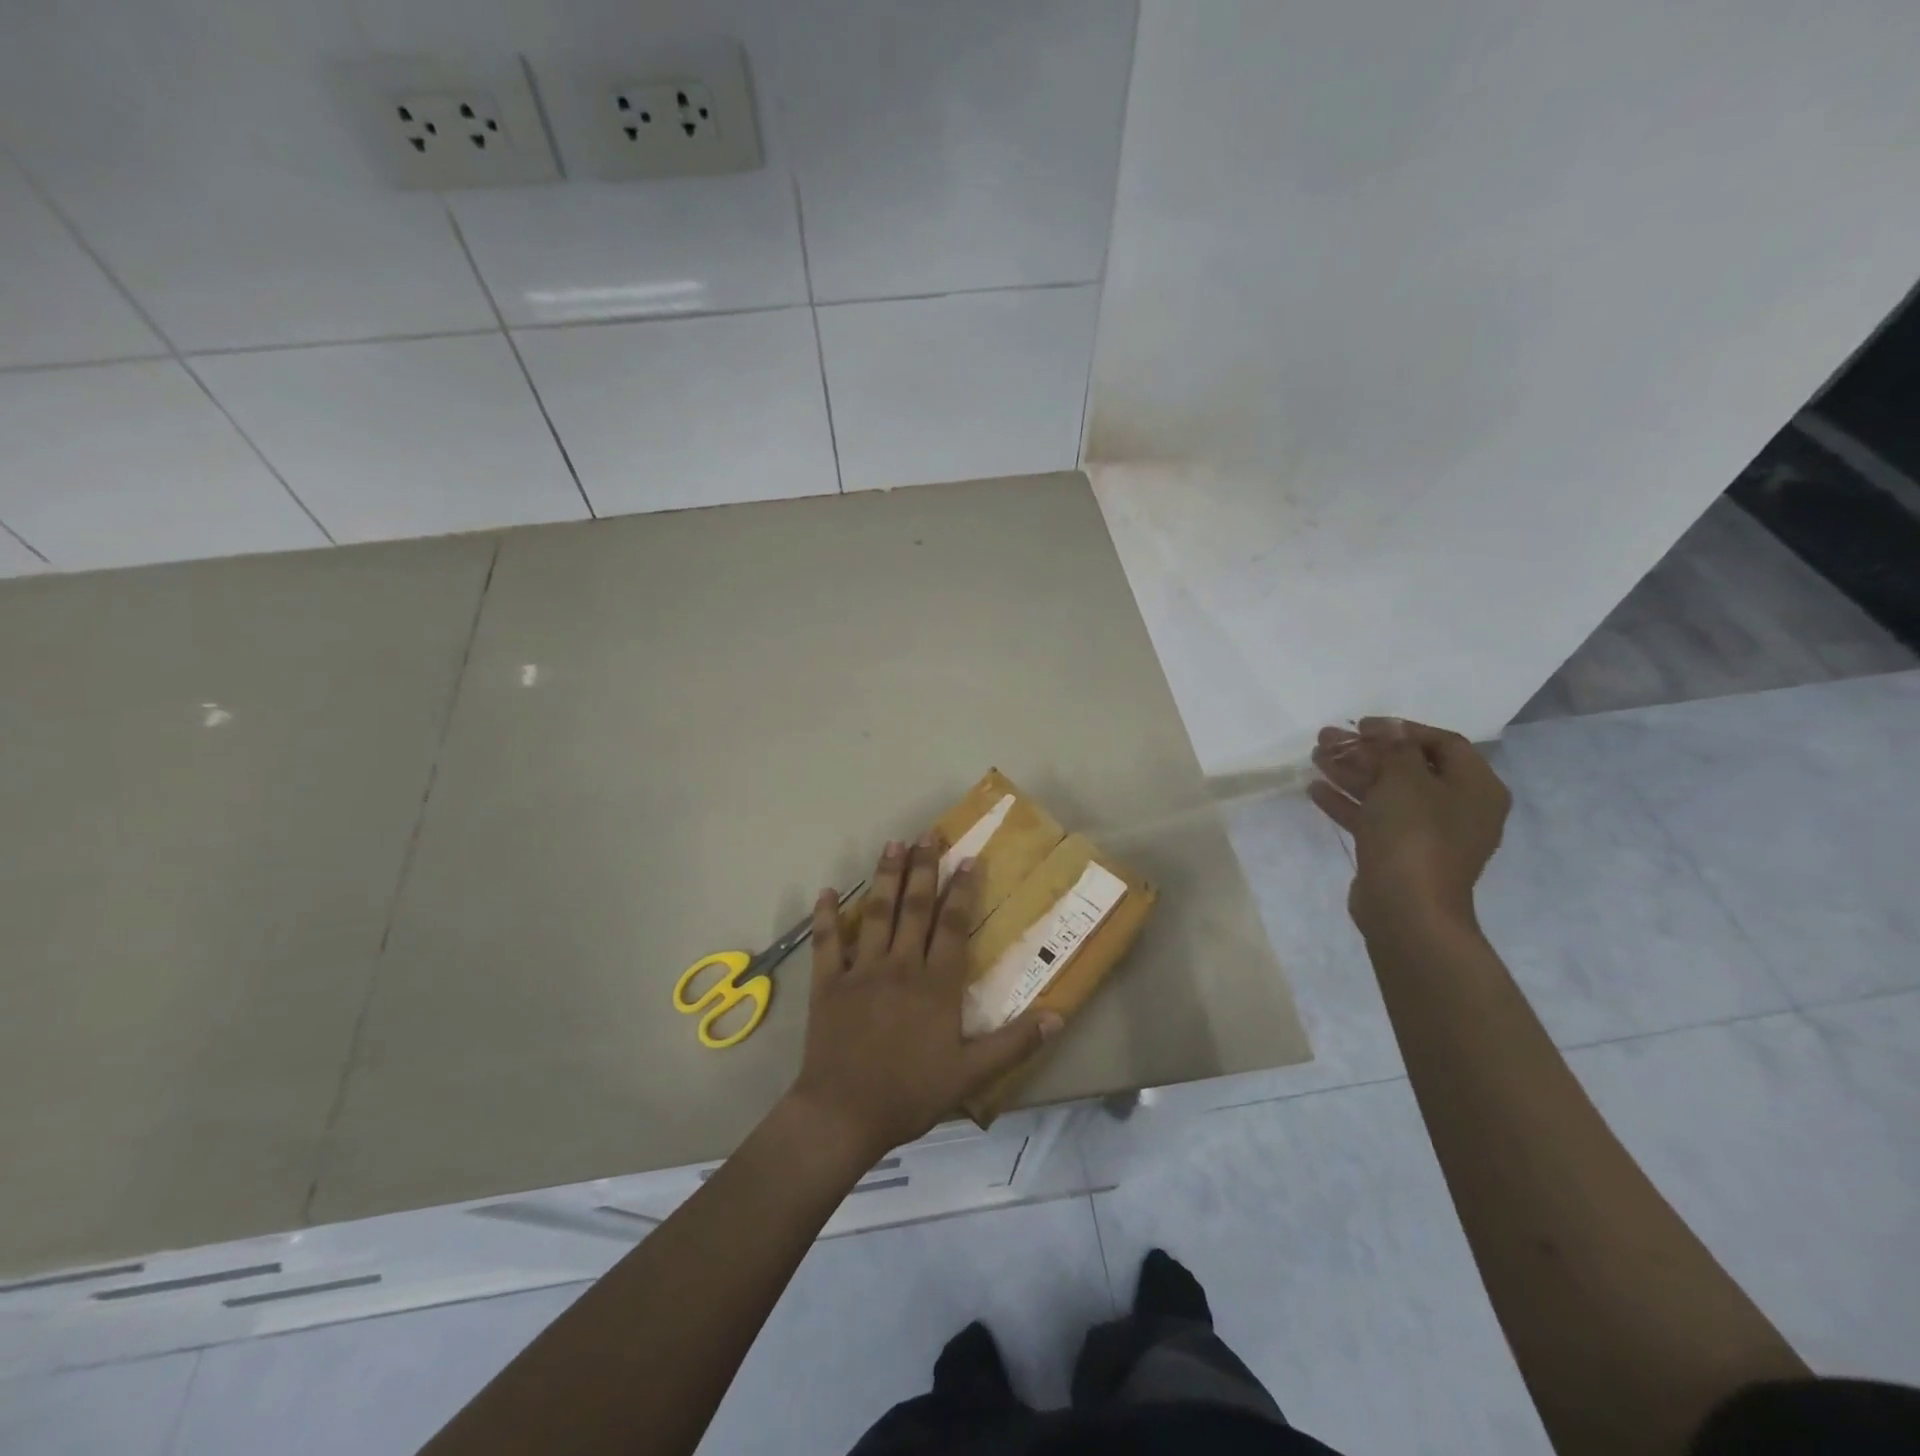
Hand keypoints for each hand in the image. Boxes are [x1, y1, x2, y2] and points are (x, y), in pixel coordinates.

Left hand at [786, 834, 1062, 1163]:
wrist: (843, 1114)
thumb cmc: (910, 1093)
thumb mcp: (971, 1074)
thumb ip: (1015, 1042)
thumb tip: (1058, 1015)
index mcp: (935, 984)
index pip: (952, 925)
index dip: (962, 890)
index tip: (968, 859)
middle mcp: (900, 965)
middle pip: (914, 907)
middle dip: (923, 868)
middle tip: (928, 834)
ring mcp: (861, 970)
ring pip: (875, 913)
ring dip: (885, 877)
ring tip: (893, 844)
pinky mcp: (828, 983)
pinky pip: (826, 942)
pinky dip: (825, 916)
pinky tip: (826, 891)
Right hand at [1307, 718, 1510, 935]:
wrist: (1406, 908)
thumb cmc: (1414, 835)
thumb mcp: (1405, 779)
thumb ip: (1395, 748)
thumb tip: (1389, 728)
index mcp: (1476, 787)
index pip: (1443, 743)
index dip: (1401, 729)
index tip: (1362, 725)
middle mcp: (1458, 807)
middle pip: (1408, 767)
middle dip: (1366, 751)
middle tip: (1327, 739)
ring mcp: (1428, 833)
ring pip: (1386, 792)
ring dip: (1351, 772)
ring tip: (1314, 757)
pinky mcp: (1400, 853)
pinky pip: (1374, 818)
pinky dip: (1348, 802)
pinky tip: (1315, 789)